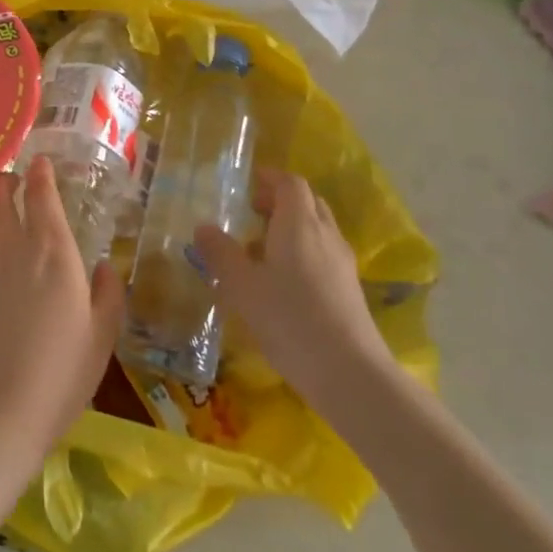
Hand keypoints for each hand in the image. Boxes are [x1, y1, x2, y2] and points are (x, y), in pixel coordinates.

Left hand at [0, 156, 123, 453]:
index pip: (41, 193)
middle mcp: (11, 245)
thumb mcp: (102, 336)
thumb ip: (108, 294)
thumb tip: (104, 266)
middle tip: (13, 183)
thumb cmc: (60, 373)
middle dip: (4, 179)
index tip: (40, 163)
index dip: (40, 172)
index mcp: (52, 250)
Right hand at [195, 169, 401, 423]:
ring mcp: (342, 263)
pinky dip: (302, 252)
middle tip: (251, 213)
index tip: (247, 183)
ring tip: (260, 249)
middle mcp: (325, 235)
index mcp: (299, 224)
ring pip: (317, 229)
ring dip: (291, 228)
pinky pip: (323, 254)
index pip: (290, 183)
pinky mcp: (349, 290)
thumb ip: (220, 253)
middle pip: (307, 202)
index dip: (269, 178)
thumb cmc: (289, 319)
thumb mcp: (241, 286)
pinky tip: (282, 282)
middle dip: (280, 201)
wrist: (349, 373)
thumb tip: (203, 227)